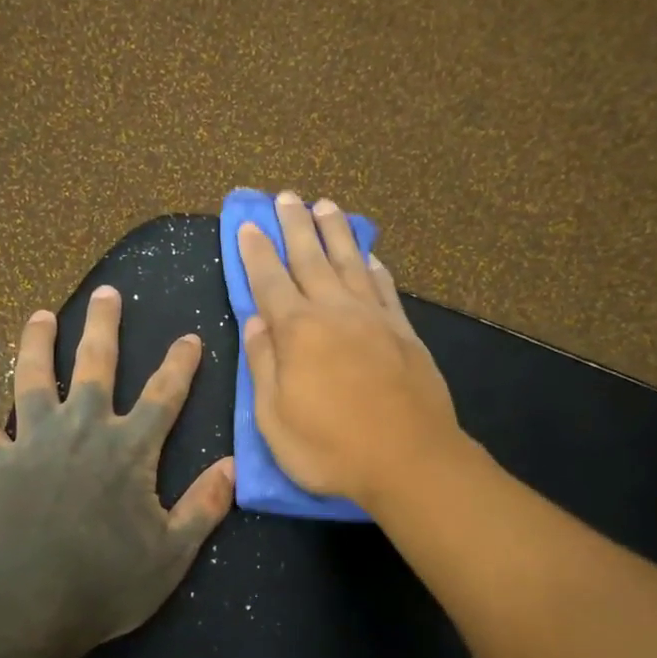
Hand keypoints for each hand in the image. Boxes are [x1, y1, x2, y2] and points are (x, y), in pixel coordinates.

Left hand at [0, 286, 234, 657]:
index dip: (180, 364)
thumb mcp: (171, 554)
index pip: (163, 394)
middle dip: (104, 325)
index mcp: (129, 449)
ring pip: (33, 378)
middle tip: (107, 292)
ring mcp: (33, 443)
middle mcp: (82, 430)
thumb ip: (203, 507)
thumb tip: (233, 467)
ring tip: (38, 316)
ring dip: (36, 344)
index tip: (190, 337)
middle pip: (95, 364)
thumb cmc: (105, 584)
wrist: (23, 608)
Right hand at [238, 192, 462, 508]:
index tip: (247, 224)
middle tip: (286, 197)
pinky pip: (384, 287)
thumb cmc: (330, 448)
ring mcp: (373, 318)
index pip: (269, 280)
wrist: (409, 460)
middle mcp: (334, 312)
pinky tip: (368, 255)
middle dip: (294, 226)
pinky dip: (372, 266)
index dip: (256, 251)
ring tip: (325, 206)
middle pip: (310, 258)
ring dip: (334, 232)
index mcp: (297, 331)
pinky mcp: (404, 332)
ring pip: (349, 262)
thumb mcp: (274, 417)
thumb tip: (255, 321)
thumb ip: (263, 364)